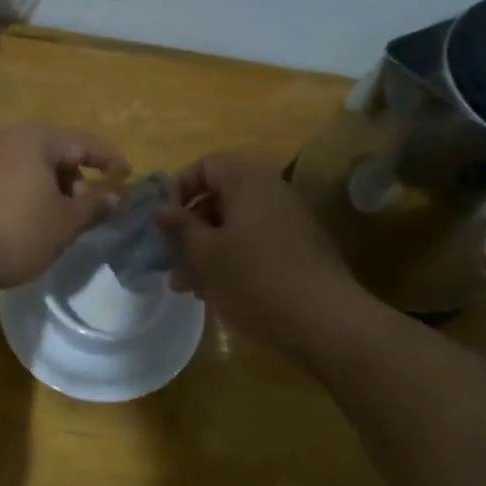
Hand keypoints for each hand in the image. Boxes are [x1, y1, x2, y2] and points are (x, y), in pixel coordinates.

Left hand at [0, 124, 129, 290]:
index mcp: (35, 138)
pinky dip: (22, 195)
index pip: (84, 142)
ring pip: (26, 167)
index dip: (110, 159)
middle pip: (53, 152)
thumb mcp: (64, 223)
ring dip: (47, 189)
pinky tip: (22, 223)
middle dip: (74, 178)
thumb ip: (94, 206)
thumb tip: (114, 196)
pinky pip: (3, 180)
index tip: (128, 175)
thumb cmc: (15, 231)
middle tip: (85, 208)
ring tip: (54, 220)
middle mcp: (4, 138)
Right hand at [155, 154, 354, 351]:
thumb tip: (161, 209)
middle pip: (219, 199)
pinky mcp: (297, 250)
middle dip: (189, 230)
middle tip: (170, 262)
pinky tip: (216, 293)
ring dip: (206, 252)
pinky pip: (254, 245)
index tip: (162, 222)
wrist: (324, 320)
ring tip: (188, 287)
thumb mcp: (206, 253)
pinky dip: (231, 262)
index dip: (178, 189)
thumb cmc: (255, 278)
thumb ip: (180, 227)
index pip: (205, 166)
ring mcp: (288, 222)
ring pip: (234, 227)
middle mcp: (271, 192)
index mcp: (248, 181)